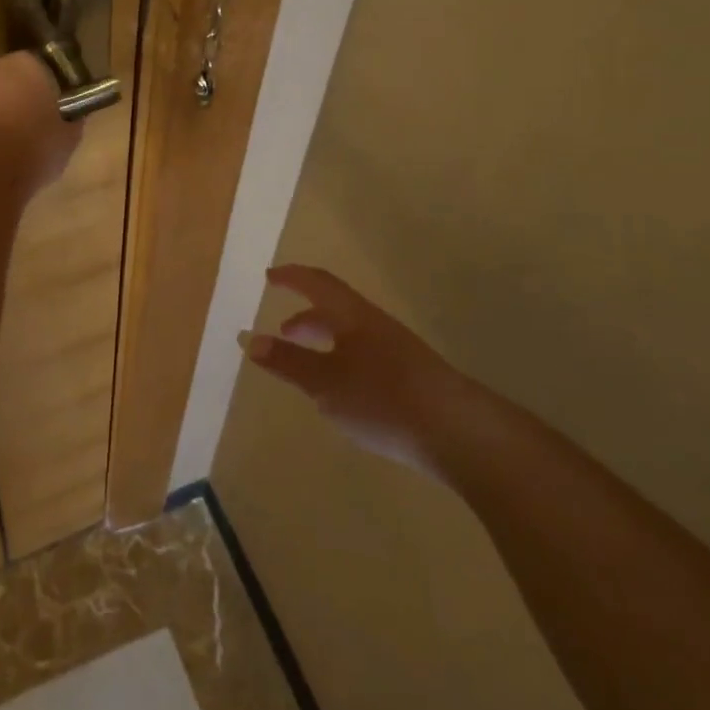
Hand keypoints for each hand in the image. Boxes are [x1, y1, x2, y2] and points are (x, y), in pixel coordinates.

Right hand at [241, 264, 468, 477]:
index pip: (318, 284)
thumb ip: (288, 362)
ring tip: (306, 365)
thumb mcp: (326, 382)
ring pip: (352, 336)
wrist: (459, 433)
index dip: (293, 277)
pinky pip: (366, 357)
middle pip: (336, 309)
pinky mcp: (411, 379)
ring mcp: (397, 352)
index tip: (270, 277)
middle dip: (307, 317)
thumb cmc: (384, 399)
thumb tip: (250, 339)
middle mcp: (375, 326)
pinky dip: (343, 362)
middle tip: (283, 330)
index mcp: (353, 316)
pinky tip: (342, 393)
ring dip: (325, 342)